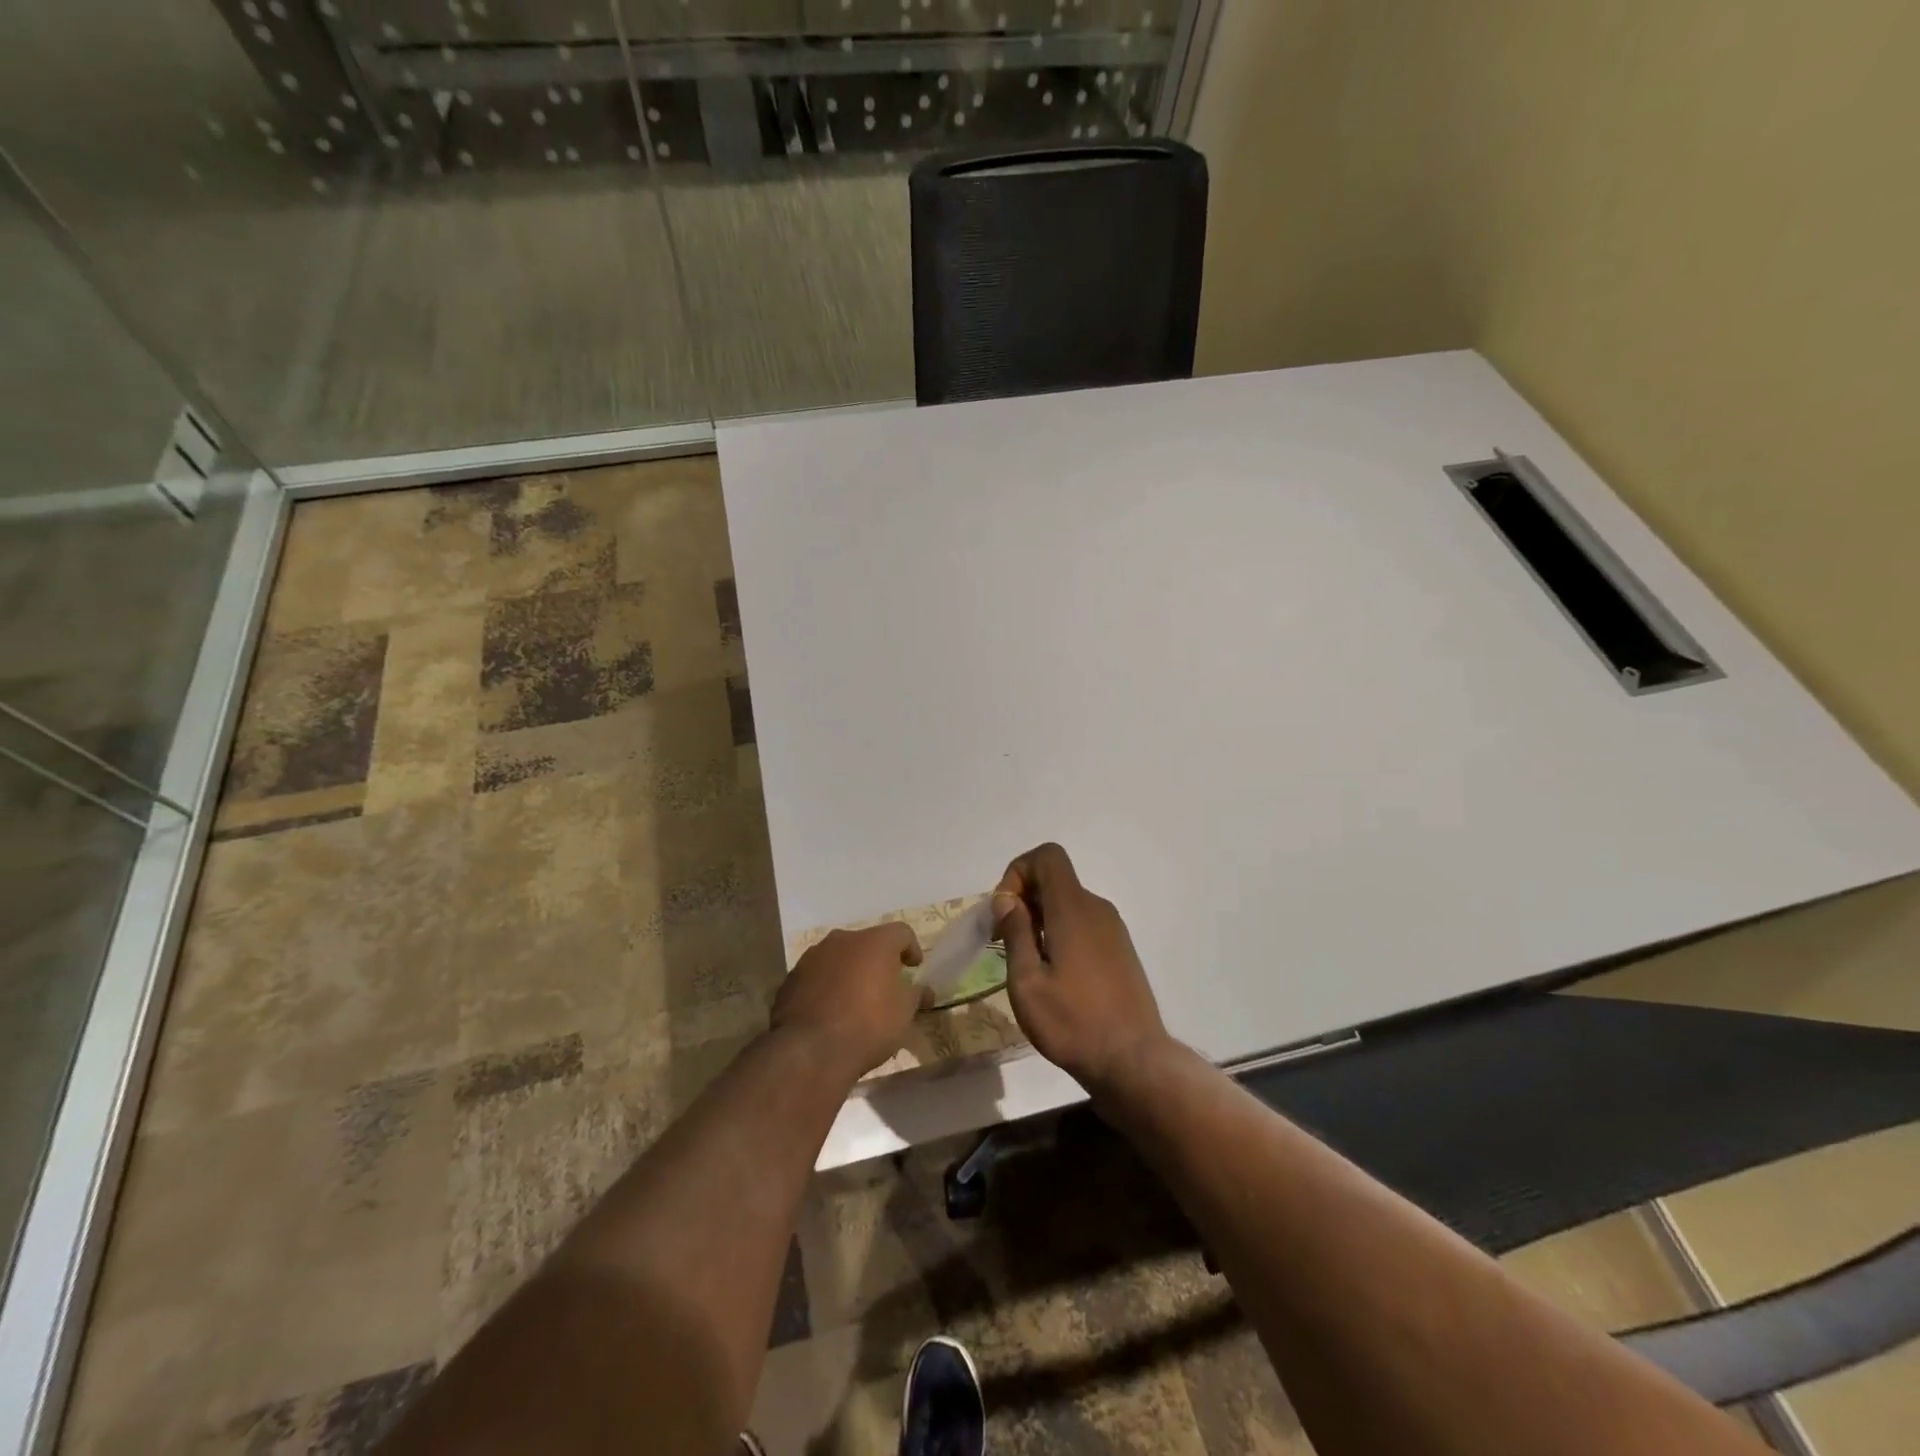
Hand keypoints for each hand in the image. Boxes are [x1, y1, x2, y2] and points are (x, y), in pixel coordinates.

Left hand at [770, 923, 926, 1081]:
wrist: (810, 1050)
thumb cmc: (868, 1025)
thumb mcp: (904, 1013)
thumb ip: (916, 995)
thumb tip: (924, 992)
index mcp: (874, 942)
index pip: (901, 932)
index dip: (911, 948)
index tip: (914, 968)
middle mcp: (842, 939)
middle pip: (867, 942)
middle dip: (877, 960)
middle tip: (885, 984)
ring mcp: (812, 956)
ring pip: (839, 957)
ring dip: (849, 971)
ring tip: (855, 999)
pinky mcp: (791, 978)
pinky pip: (817, 975)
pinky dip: (826, 985)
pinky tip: (830, 1011)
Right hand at [993, 843, 1168, 1087]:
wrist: (1134, 1062)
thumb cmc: (1072, 1023)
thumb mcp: (1027, 982)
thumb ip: (1016, 932)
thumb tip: (1007, 898)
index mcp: (1073, 908)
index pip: (1047, 856)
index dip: (1019, 872)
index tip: (1005, 912)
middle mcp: (1097, 909)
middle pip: (1056, 879)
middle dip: (1024, 899)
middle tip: (1005, 942)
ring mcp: (1113, 930)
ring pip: (1068, 903)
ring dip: (1041, 919)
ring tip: (1028, 965)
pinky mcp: (1120, 950)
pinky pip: (1084, 924)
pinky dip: (1061, 933)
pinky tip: (1054, 976)